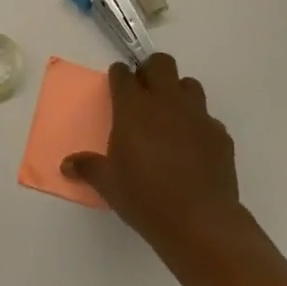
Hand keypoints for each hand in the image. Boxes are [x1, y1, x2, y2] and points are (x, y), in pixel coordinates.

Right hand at [63, 53, 240, 258]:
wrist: (200, 221)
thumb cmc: (145, 197)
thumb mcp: (108, 184)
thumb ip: (88, 168)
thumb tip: (66, 165)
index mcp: (133, 108)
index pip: (123, 75)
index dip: (118, 76)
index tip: (116, 83)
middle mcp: (166, 103)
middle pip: (161, 63)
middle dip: (151, 70)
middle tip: (144, 91)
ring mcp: (197, 116)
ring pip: (189, 84)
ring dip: (178, 92)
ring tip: (170, 115)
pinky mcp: (220, 134)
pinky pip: (207, 118)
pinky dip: (198, 124)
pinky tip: (193, 146)